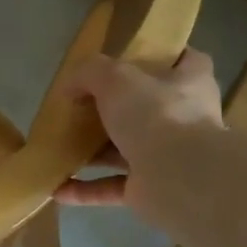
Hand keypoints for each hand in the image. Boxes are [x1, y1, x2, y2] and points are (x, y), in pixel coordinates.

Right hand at [54, 50, 223, 218]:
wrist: (179, 179)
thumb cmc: (156, 115)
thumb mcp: (116, 78)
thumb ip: (90, 73)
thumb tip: (70, 87)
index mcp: (189, 83)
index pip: (187, 61)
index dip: (164, 56)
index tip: (135, 58)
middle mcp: (183, 119)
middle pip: (148, 108)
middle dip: (116, 110)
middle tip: (82, 106)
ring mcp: (168, 157)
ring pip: (126, 151)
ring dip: (95, 152)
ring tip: (61, 147)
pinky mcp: (150, 189)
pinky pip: (113, 187)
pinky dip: (86, 189)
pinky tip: (58, 188)